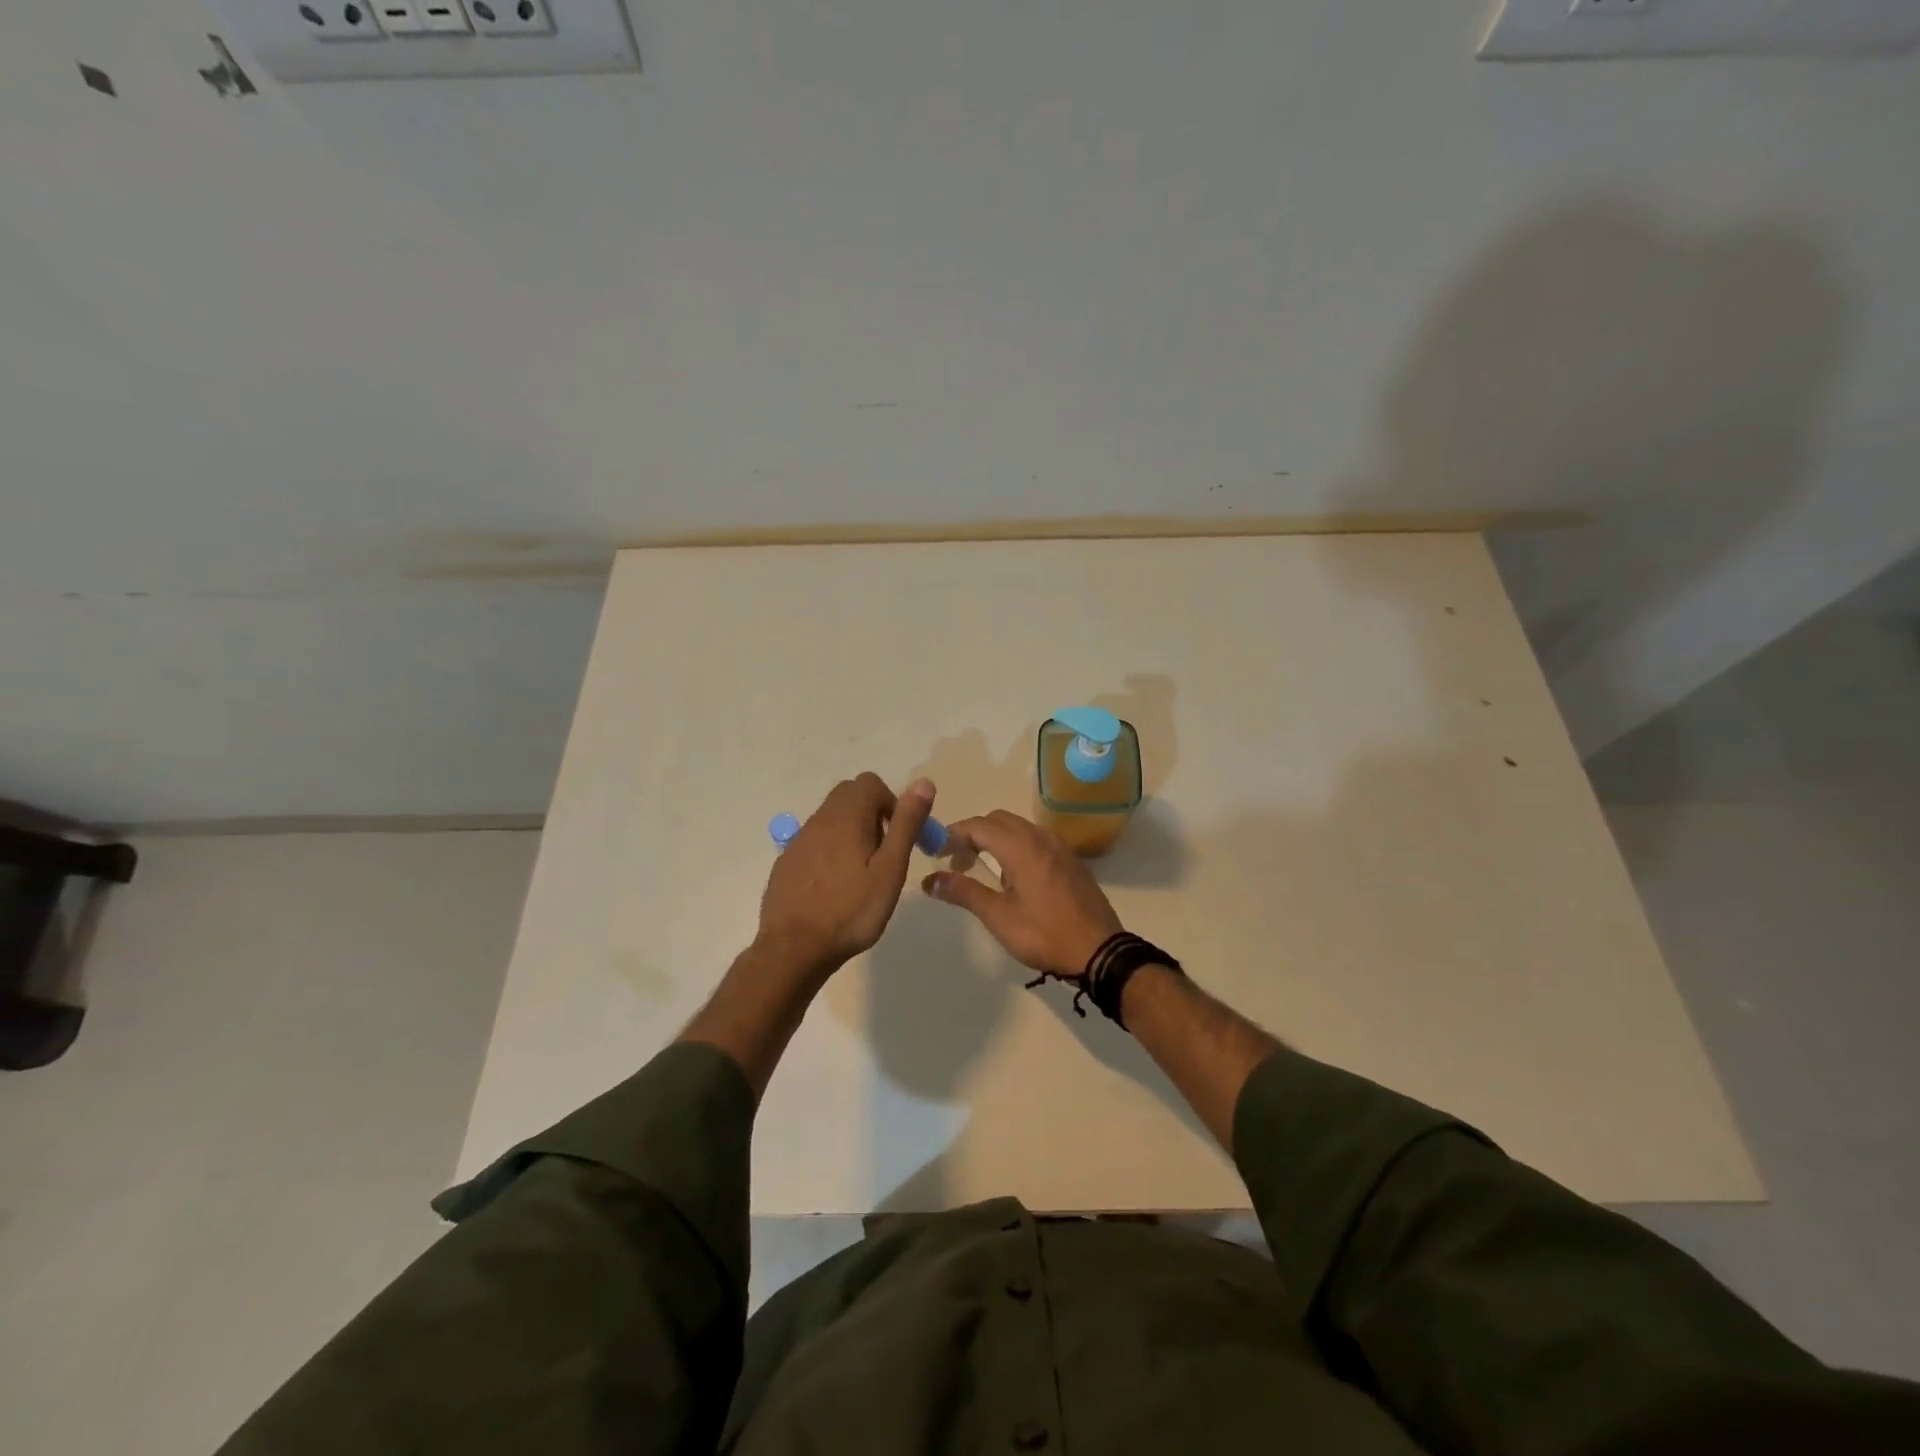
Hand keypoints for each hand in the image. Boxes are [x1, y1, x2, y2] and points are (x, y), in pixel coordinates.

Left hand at [758, 773, 934, 973]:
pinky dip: (829, 851)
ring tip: (860, 874)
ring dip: (850, 833)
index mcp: (846, 817)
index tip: (897, 837)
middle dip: (871, 814)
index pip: (870, 783)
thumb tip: (923, 783)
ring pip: (830, 819)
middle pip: (848, 796)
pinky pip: (813, 842)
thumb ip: (906, 824)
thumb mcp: (890, 869)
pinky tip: (834, 887)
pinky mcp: (786, 862)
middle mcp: (818, 820)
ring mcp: (798, 841)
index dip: (890, 803)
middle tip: (883, 854)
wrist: (794, 949)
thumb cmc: (851, 910)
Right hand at [922, 810, 1121, 978]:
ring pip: (1019, 828)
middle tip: (956, 861)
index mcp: (1021, 847)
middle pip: (998, 820)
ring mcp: (1060, 847)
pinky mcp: (1071, 861)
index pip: (978, 826)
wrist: (1100, 952)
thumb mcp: (998, 916)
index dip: (953, 834)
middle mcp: (1041, 838)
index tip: (935, 850)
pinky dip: (1016, 846)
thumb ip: (963, 892)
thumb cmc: (1045, 934)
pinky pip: (1036, 840)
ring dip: (995, 839)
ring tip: (981, 868)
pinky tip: (1013, 876)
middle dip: (973, 834)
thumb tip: (930, 880)